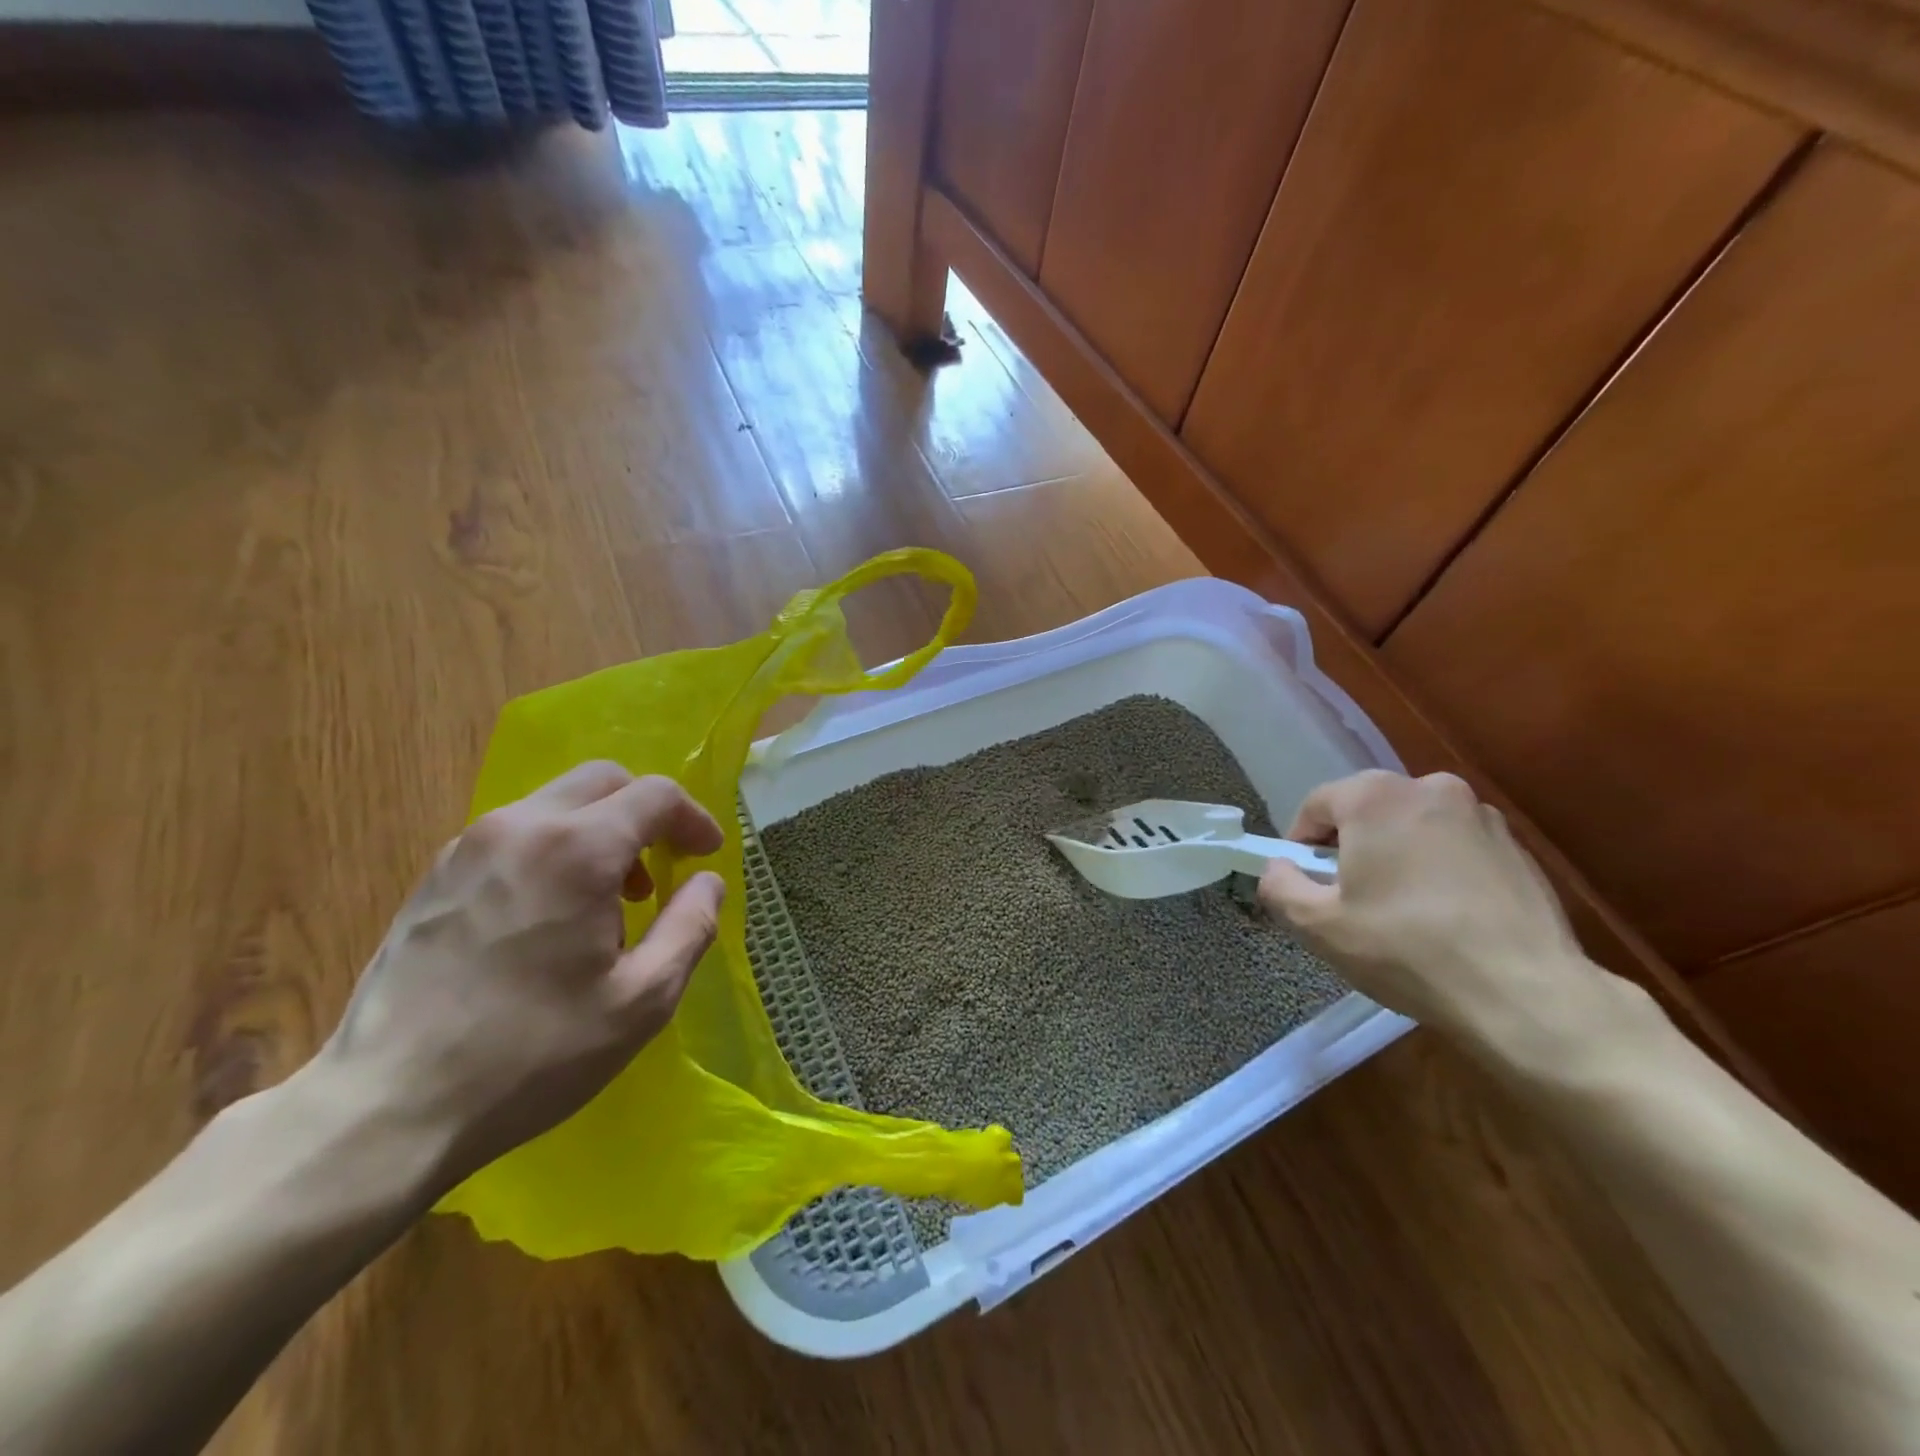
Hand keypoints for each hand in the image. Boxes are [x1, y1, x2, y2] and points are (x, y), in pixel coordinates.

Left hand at [316, 761, 725, 1196]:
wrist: (385, 1108)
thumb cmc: (533, 1054)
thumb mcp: (643, 1000)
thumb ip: (691, 926)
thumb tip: (708, 882)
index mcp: (576, 849)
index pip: (655, 795)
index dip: (694, 818)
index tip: (706, 856)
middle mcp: (520, 827)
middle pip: (603, 780)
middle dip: (646, 812)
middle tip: (662, 867)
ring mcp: (469, 846)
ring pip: (557, 802)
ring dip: (601, 830)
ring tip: (610, 899)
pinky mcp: (437, 874)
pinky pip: (518, 831)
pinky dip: (557, 846)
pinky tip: (555, 912)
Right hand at [1258, 770, 1601, 1046]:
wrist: (1525, 993)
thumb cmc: (1406, 948)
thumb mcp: (1316, 925)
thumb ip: (1279, 886)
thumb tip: (1279, 868)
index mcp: (1375, 796)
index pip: (1316, 805)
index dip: (1300, 844)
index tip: (1306, 884)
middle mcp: (1429, 788)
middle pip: (1366, 811)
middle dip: (1350, 848)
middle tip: (1348, 899)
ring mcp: (1480, 815)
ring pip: (1412, 828)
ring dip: (1396, 857)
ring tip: (1400, 912)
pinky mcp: (1517, 847)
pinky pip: (1455, 848)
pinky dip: (1439, 870)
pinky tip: (1444, 918)